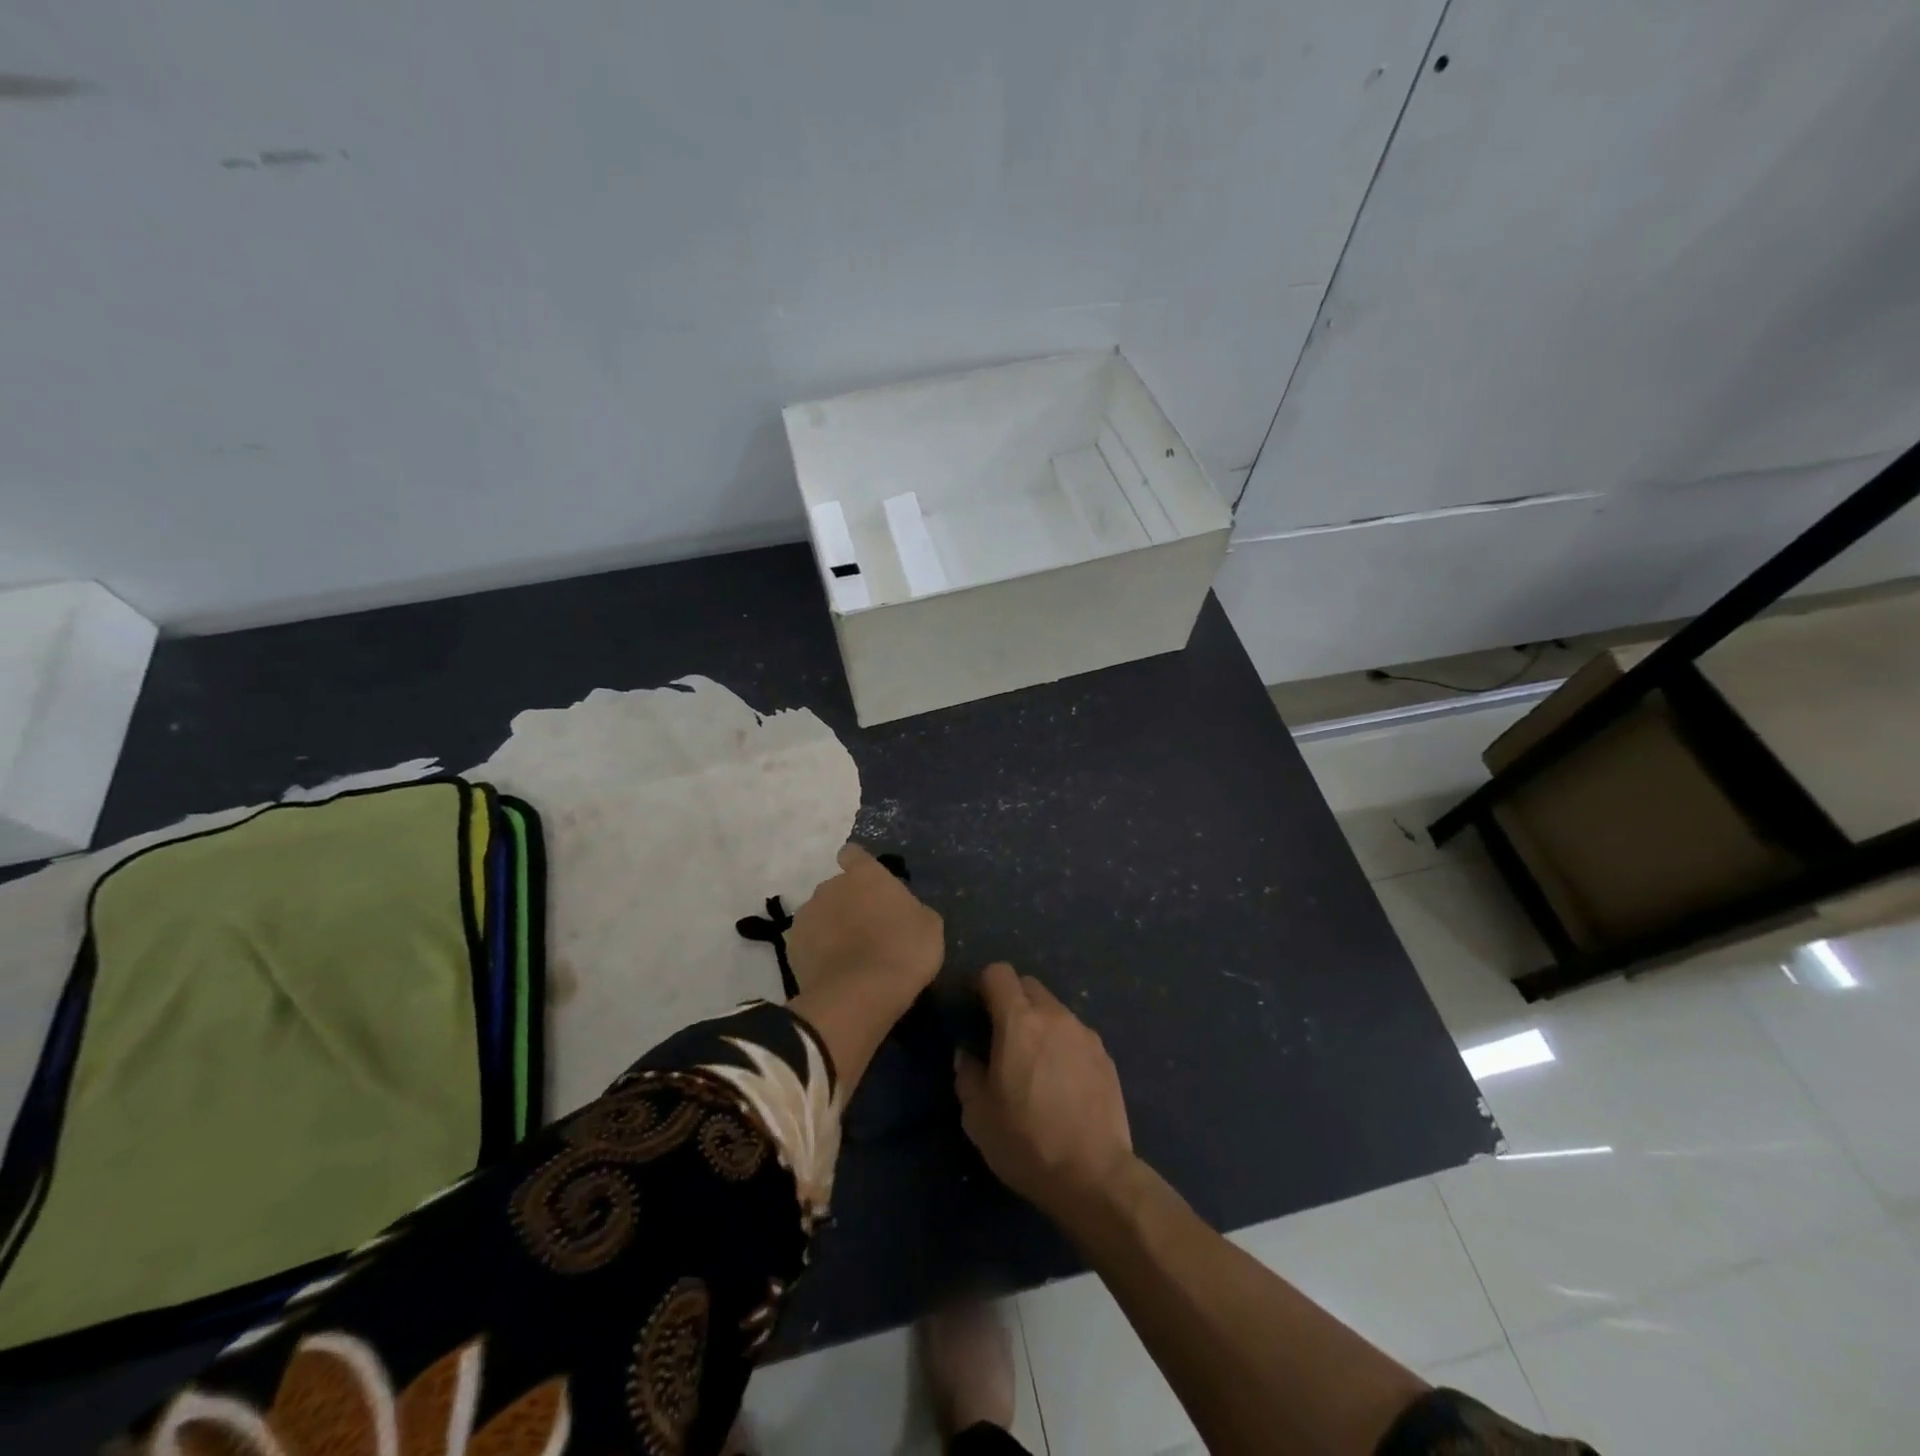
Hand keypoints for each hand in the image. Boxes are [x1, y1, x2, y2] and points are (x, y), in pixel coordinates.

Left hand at [786, 843, 943, 1014]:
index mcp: (865, 874)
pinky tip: (834, 971)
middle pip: (837, 887)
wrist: (859, 995)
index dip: (859, 866)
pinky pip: (808, 942)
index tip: (868, 884)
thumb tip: (902, 912)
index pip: (853, 854)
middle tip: (868, 929)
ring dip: (831, 926)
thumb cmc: (903, 951)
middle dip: (848, 902)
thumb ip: (911, 908)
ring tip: (849, 954)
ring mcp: (807, 916)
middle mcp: (830, 886)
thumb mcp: (929, 925)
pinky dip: (818, 952)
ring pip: (820, 914)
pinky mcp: (792, 947)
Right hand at [954, 963, 1133, 1218]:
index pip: (998, 973)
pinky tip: (1062, 1081)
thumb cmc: (1027, 1142)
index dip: (983, 984)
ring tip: (1034, 1062)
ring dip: (1039, 1022)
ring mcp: (1084, 1033)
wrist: (1094, 1175)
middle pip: (1028, 985)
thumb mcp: (978, 1116)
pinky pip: (1076, 1034)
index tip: (976, 1009)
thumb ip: (967, 1073)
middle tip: (1002, 1036)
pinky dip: (1063, 1044)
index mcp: (1018, 1021)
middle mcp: (1054, 1015)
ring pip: (1055, 1009)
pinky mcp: (1105, 1055)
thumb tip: (967, 1052)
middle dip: (1012, 999)